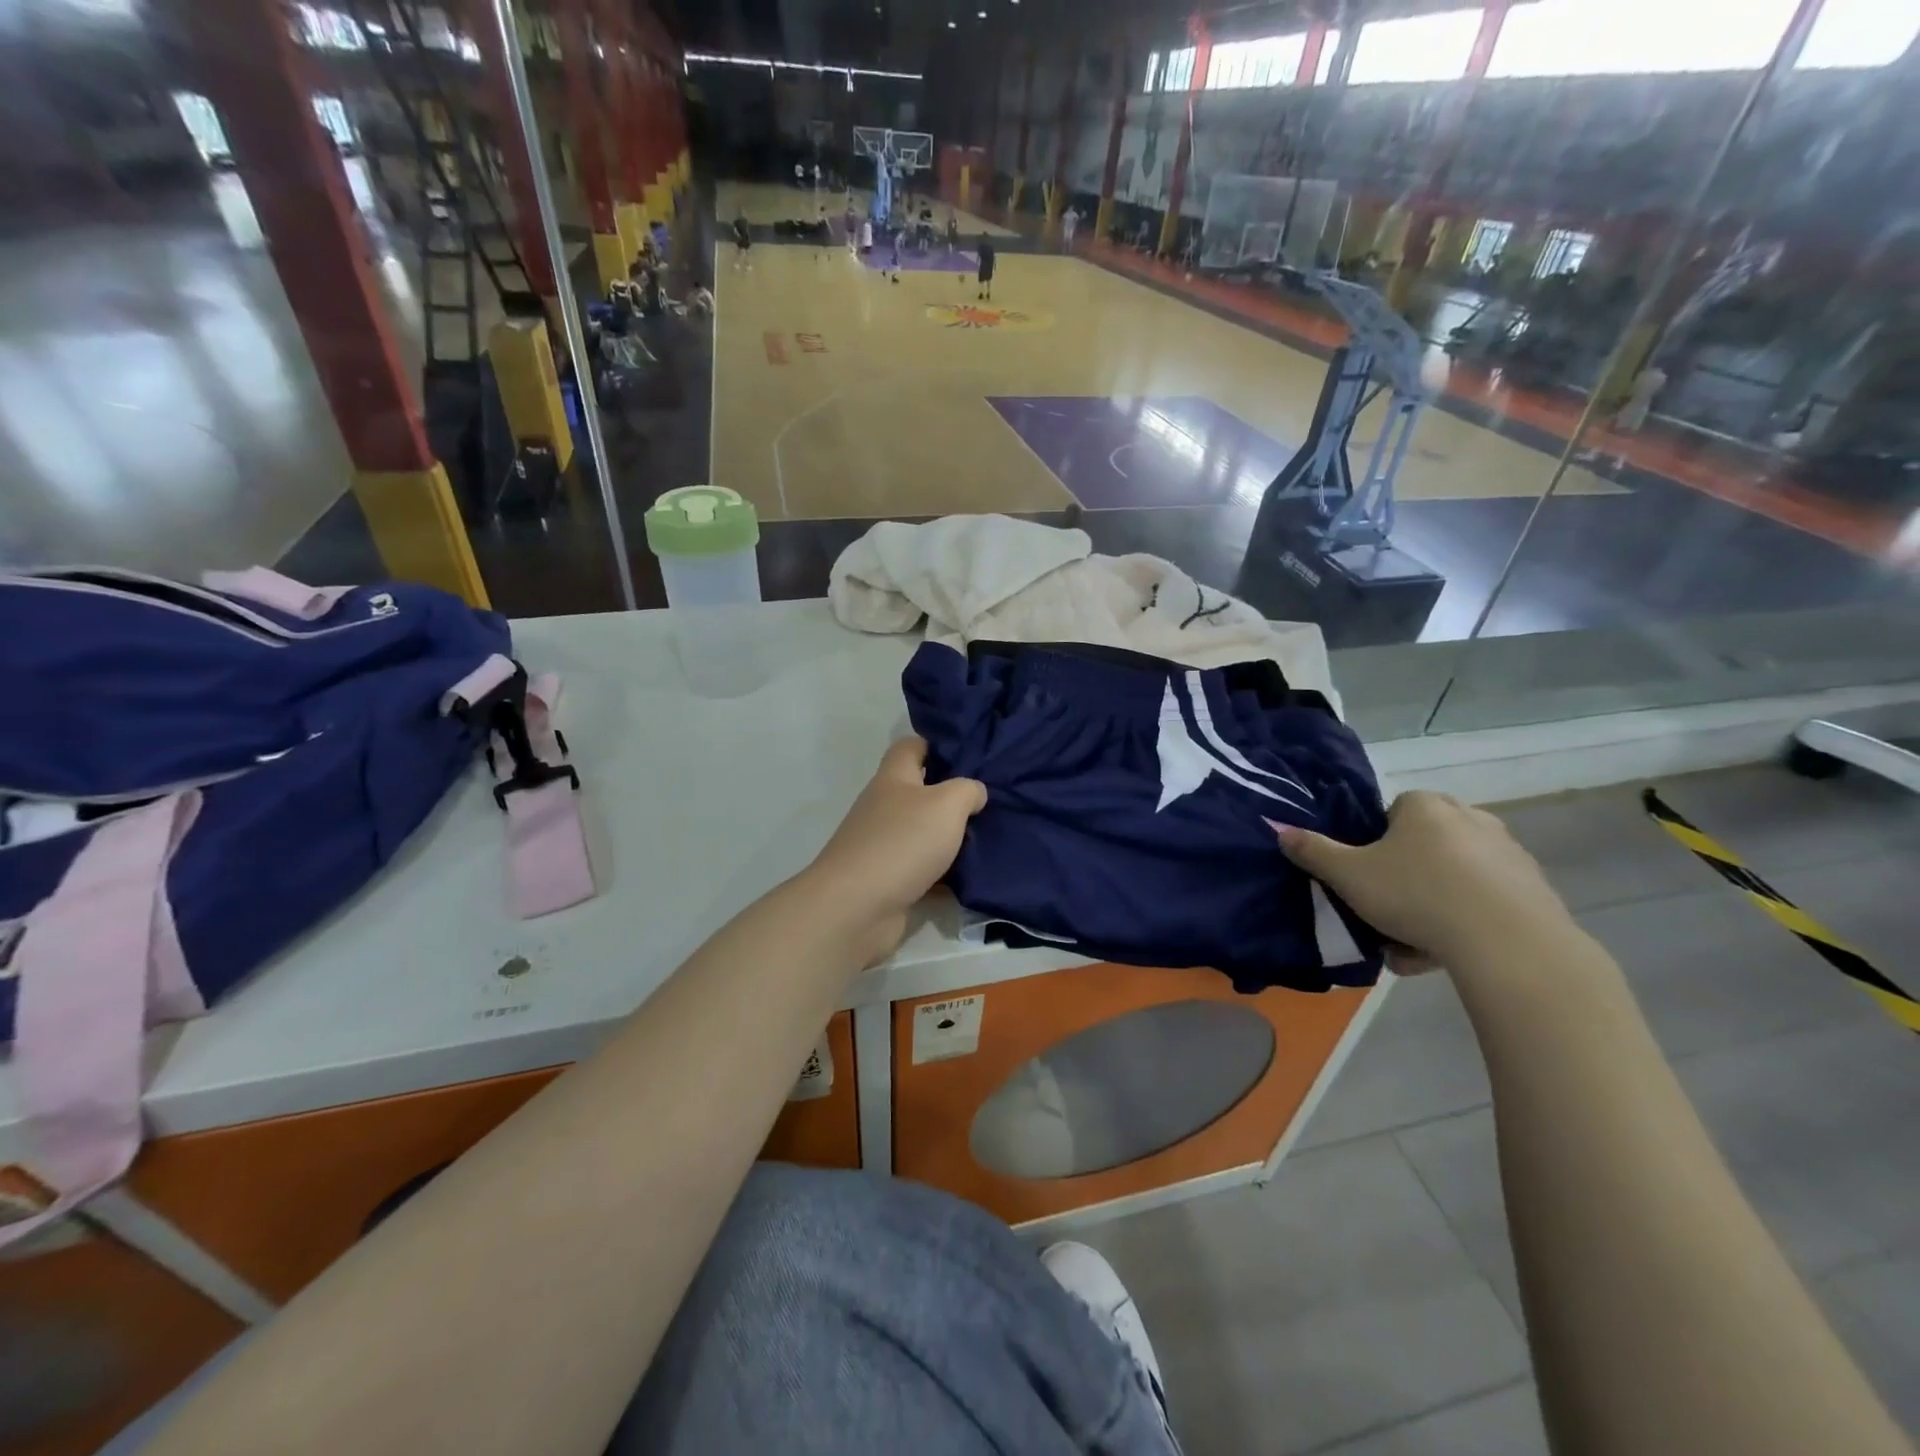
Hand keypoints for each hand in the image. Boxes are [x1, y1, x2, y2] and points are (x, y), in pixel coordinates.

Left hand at [806, 738, 986, 964]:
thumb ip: (967, 790)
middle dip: (953, 795)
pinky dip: (945, 875)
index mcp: (893, 779)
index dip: (938, 744)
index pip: (911, 747)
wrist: (857, 908)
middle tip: (992, 799)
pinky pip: (924, 871)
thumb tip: (975, 793)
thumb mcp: (947, 803)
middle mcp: (885, 808)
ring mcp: (884, 846)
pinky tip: (974, 877)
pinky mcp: (890, 881)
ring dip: (951, 837)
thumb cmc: (902, 842)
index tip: (971, 752)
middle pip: (920, 792)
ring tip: (992, 837)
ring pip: (924, 833)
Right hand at [1276, 790, 1577, 970]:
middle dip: (1404, 877)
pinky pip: (1483, 903)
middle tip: (1385, 910)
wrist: (1507, 943)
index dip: (1374, 845)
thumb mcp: (1347, 875)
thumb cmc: (1415, 893)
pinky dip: (1463, 923)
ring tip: (1409, 947)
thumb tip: (1280, 830)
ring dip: (1431, 907)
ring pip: (1453, 878)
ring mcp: (1508, 854)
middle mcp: (1471, 818)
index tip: (1366, 876)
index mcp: (1425, 805)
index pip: (1392, 813)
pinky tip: (1443, 955)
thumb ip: (1313, 851)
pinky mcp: (1534, 891)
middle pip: (1423, 846)